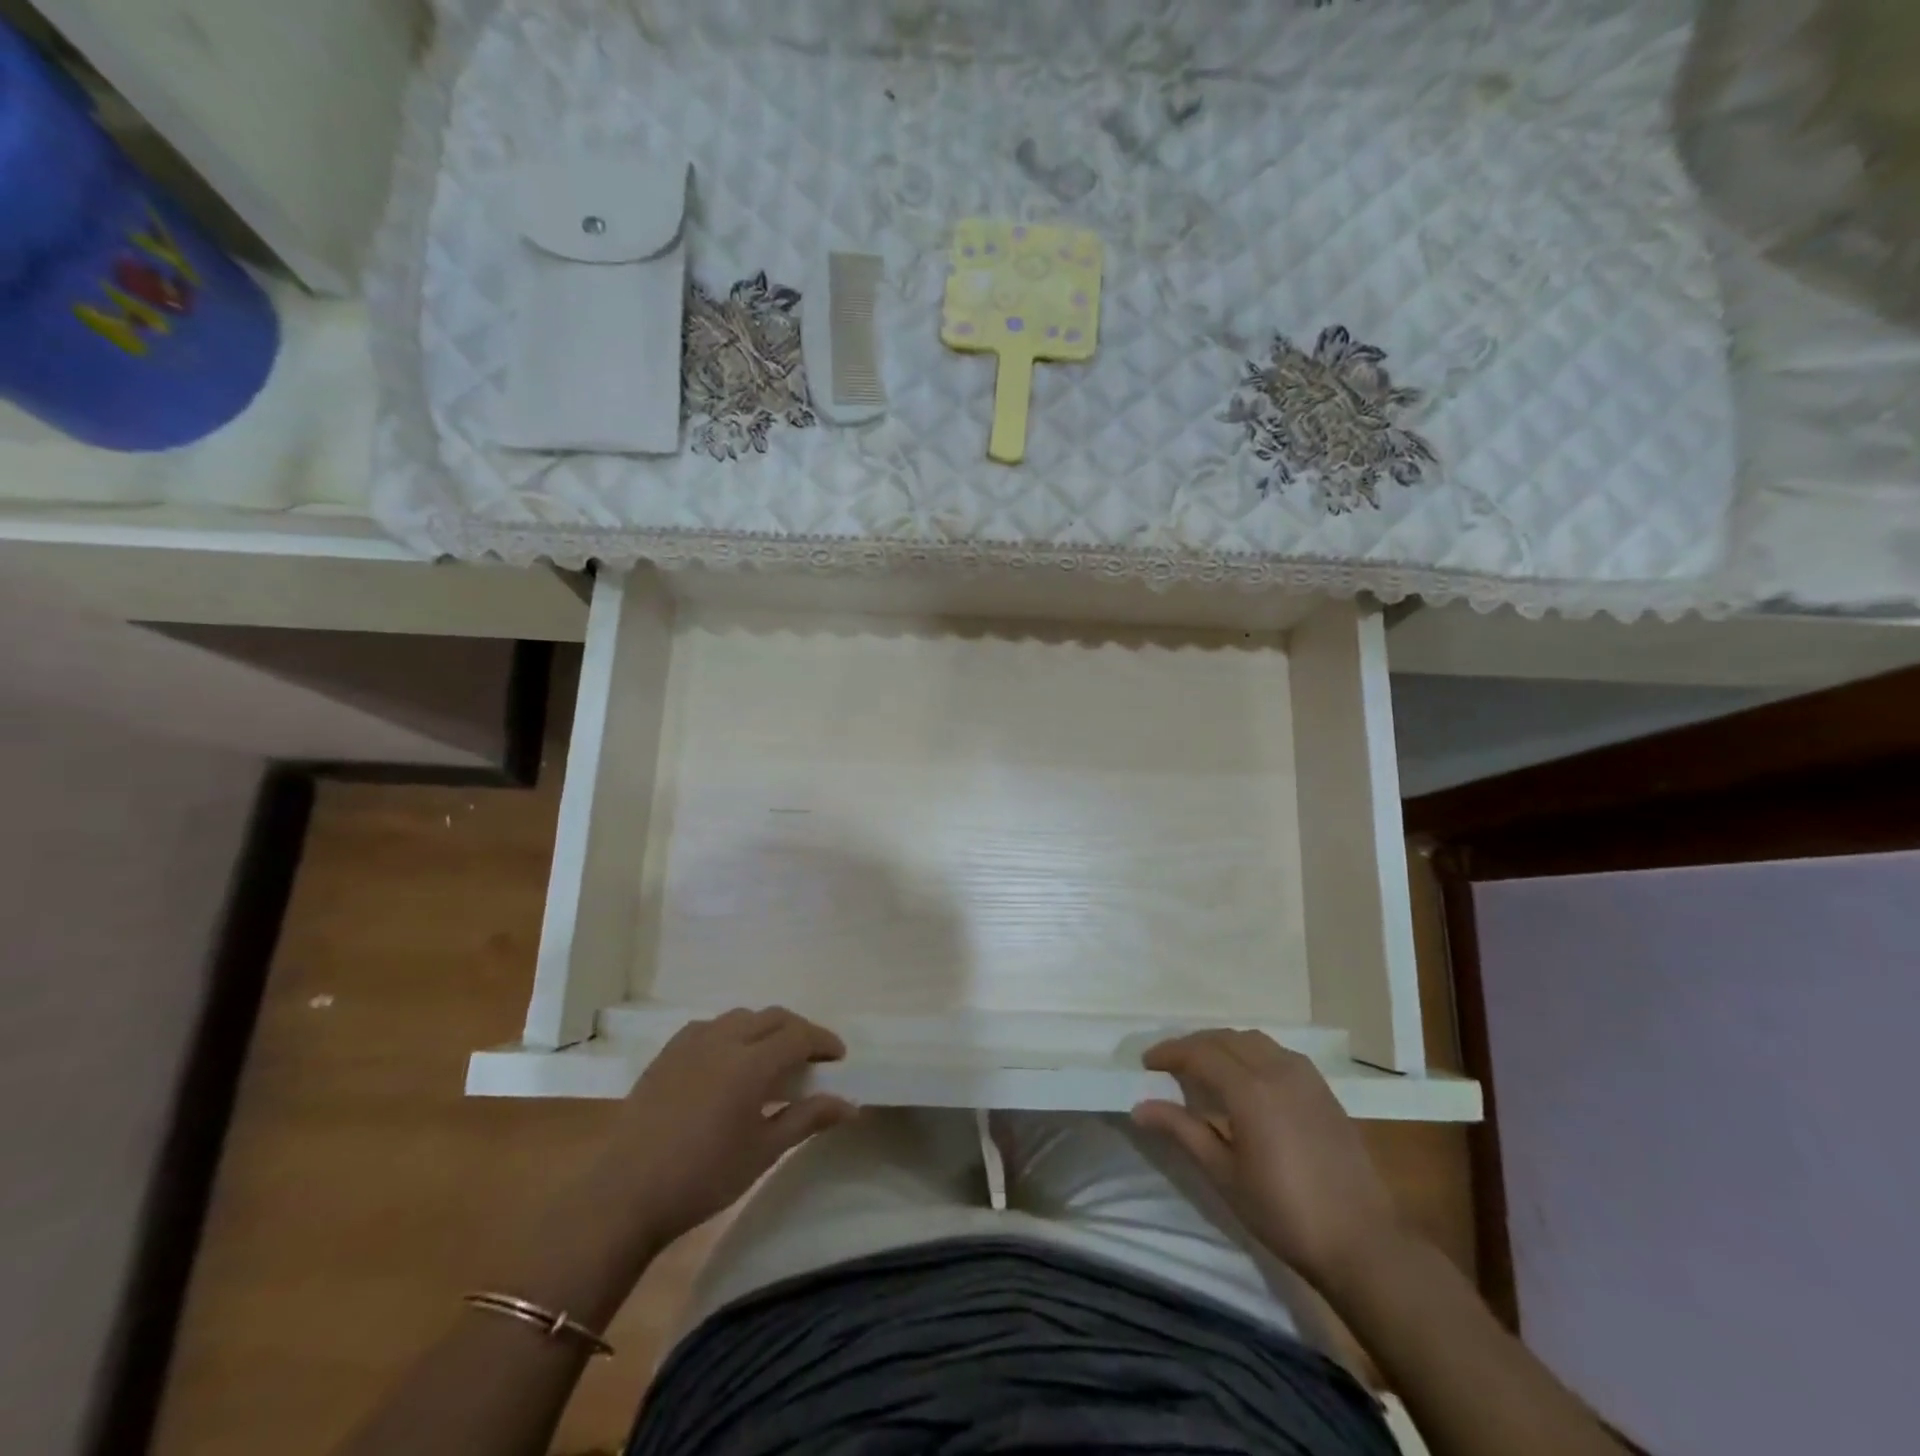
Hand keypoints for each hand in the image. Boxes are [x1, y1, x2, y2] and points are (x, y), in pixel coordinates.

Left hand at [595, 1007, 856, 1249]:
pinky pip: (710, 1027)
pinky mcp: (667, 1053)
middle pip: (772, 1017)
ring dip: (764, 1028)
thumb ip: (807, 1118)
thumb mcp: (763, 1152)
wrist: (625, 1194)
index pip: (799, 1035)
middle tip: (811, 1059)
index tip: (838, 1059)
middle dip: (798, 1031)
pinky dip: (731, 1033)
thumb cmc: (703, 1177)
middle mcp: (724, 1040)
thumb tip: (850, 1104)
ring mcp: (691, 1043)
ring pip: (740, 1017)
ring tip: (772, 1057)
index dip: (823, 1041)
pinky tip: (728, 1060)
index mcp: (751, 1063)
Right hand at [1132, 1030, 1401, 1290]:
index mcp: (1250, 1089)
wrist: (1363, 1242)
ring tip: (1205, 1067)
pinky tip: (1247, 1079)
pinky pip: (1278, 1053)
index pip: (1199, 1053)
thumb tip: (1141, 1107)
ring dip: (1224, 1045)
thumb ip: (1182, 1131)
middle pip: (1225, 1039)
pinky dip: (1252, 1053)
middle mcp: (1277, 1070)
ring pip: (1254, 1041)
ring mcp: (1306, 1078)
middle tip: (1170, 1064)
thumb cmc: (1284, 1213)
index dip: (1170, 1053)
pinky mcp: (1324, 1090)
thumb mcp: (1224, 1175)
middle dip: (1193, 1045)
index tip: (1147, 1063)